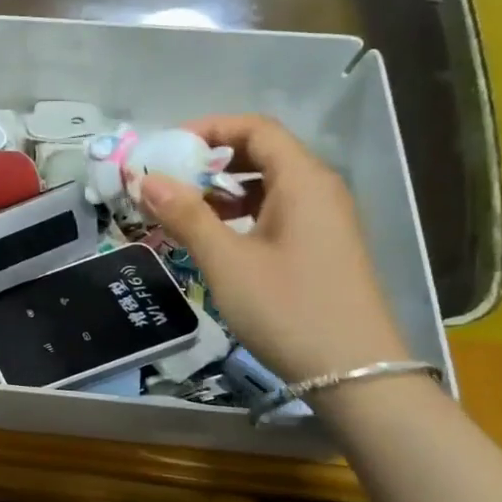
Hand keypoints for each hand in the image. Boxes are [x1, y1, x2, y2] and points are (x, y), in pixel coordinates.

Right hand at [138, 114, 407, 381]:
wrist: (355, 372)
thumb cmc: (287, 309)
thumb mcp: (226, 261)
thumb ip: (185, 215)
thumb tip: (146, 180)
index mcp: (303, 181)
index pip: (254, 128)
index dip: (208, 129)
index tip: (165, 149)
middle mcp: (319, 190)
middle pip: (261, 152)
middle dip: (209, 160)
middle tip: (166, 180)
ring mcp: (324, 219)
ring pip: (267, 185)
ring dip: (221, 189)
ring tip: (181, 211)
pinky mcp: (321, 247)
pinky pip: (276, 211)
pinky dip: (240, 213)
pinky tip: (214, 238)